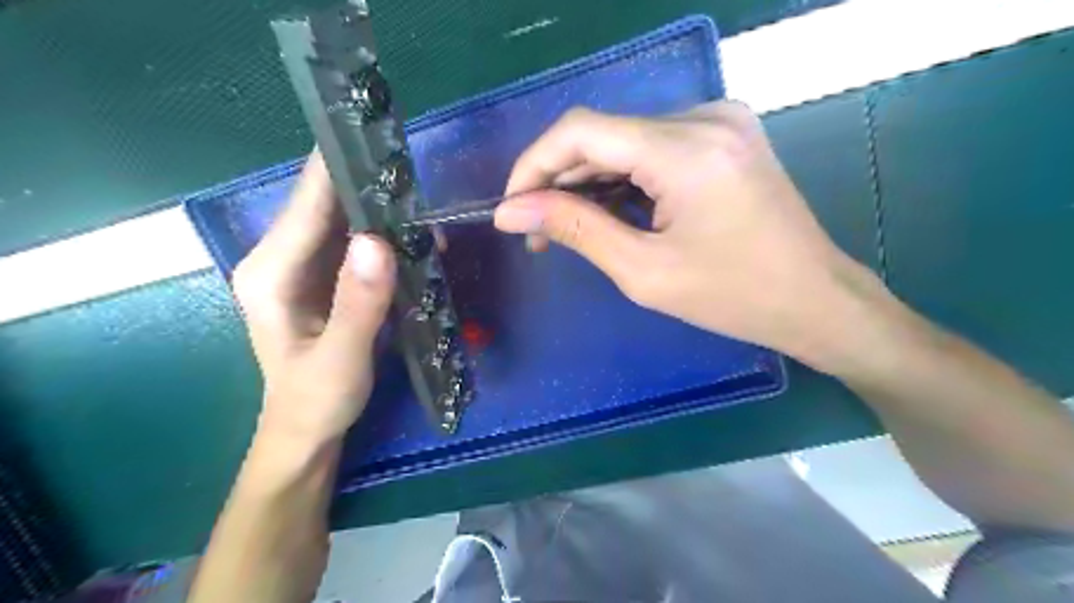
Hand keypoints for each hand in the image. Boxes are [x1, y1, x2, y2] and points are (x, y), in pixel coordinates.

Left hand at [233, 151, 394, 441]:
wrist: (309, 432)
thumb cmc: (316, 401)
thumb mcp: (340, 359)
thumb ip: (358, 303)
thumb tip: (378, 240)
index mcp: (271, 272)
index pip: (308, 203)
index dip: (340, 168)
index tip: (378, 138)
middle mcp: (283, 259)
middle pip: (327, 206)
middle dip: (371, 188)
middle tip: (418, 176)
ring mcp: (306, 268)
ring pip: (346, 223)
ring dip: (385, 214)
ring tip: (427, 207)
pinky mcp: (329, 280)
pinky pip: (358, 247)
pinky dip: (387, 239)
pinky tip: (418, 240)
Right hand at [495, 101, 879, 369]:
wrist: (815, 299)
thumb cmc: (733, 297)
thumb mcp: (644, 271)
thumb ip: (574, 230)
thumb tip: (511, 211)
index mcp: (686, 149)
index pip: (580, 131)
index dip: (533, 164)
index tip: (511, 208)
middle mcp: (703, 117)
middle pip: (602, 135)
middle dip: (559, 182)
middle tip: (536, 232)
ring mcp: (718, 122)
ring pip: (624, 141)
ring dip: (587, 183)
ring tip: (565, 229)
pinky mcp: (723, 136)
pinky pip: (652, 148)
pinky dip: (620, 179)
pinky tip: (607, 213)